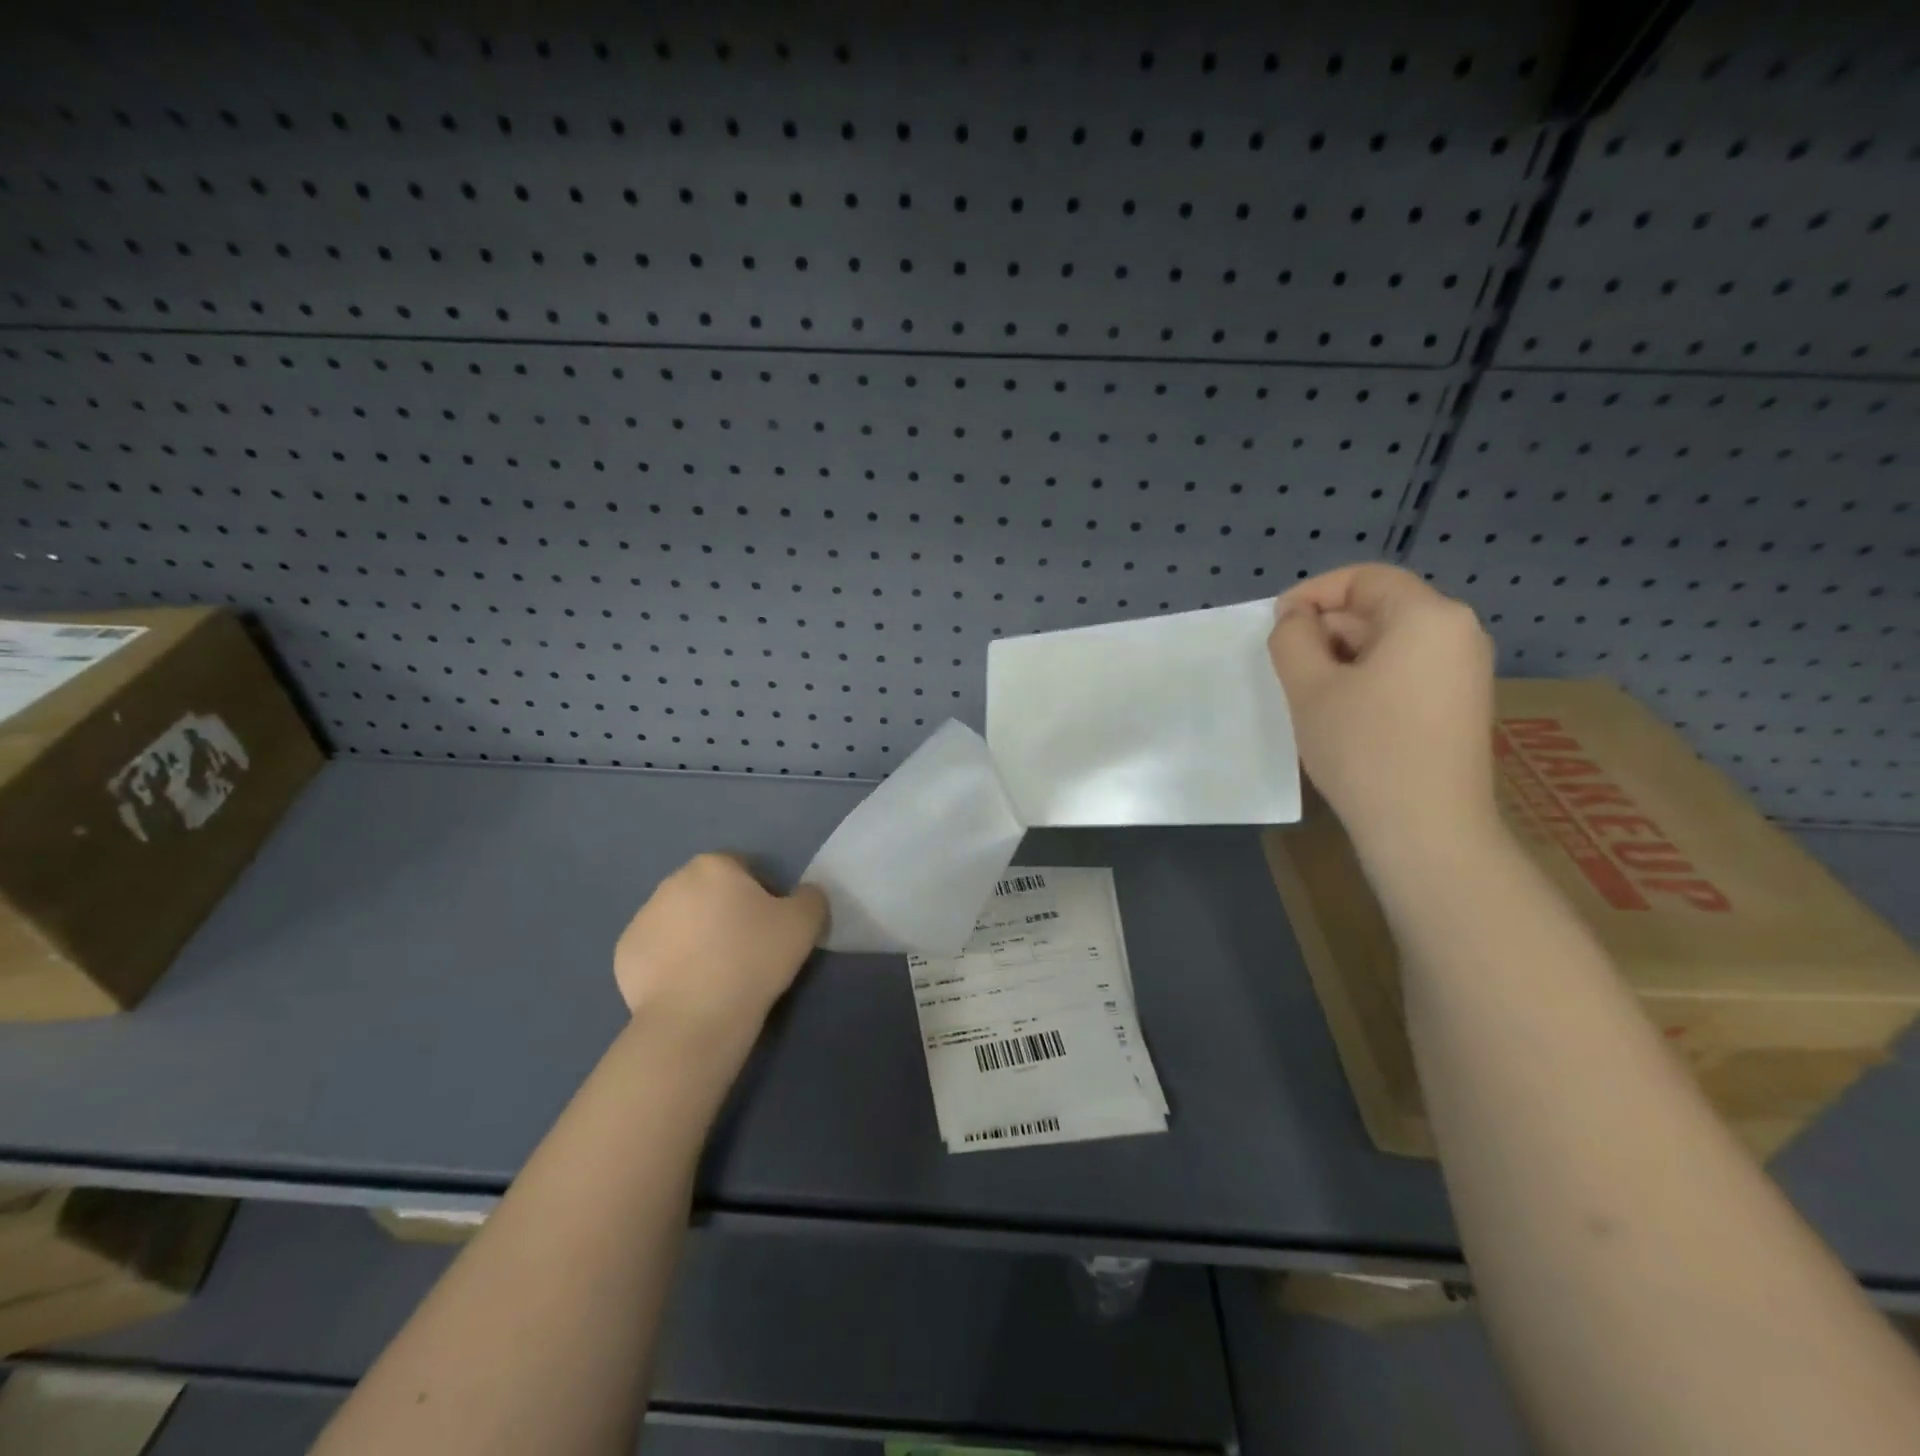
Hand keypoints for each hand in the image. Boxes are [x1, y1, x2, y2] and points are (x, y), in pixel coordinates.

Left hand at [613, 854, 827, 1046]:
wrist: (696, 1018)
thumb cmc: (753, 959)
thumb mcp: (805, 923)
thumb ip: (810, 897)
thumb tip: (803, 895)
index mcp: (713, 866)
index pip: (743, 870)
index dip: (761, 896)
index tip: (769, 928)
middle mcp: (672, 882)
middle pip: (708, 892)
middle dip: (724, 912)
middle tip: (745, 950)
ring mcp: (642, 918)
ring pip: (680, 920)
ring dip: (695, 936)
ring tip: (715, 972)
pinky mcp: (624, 954)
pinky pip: (657, 951)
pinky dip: (671, 962)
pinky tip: (688, 986)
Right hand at [1267, 564, 1497, 854]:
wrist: (1427, 829)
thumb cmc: (1364, 748)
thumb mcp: (1310, 687)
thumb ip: (1293, 638)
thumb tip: (1296, 619)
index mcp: (1428, 616)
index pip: (1364, 579)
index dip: (1313, 593)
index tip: (1276, 624)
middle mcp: (1458, 633)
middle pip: (1380, 608)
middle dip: (1327, 629)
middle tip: (1285, 665)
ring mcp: (1465, 671)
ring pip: (1391, 642)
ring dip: (1343, 656)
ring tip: (1308, 692)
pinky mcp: (1460, 704)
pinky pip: (1407, 670)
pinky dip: (1368, 677)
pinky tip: (1341, 712)